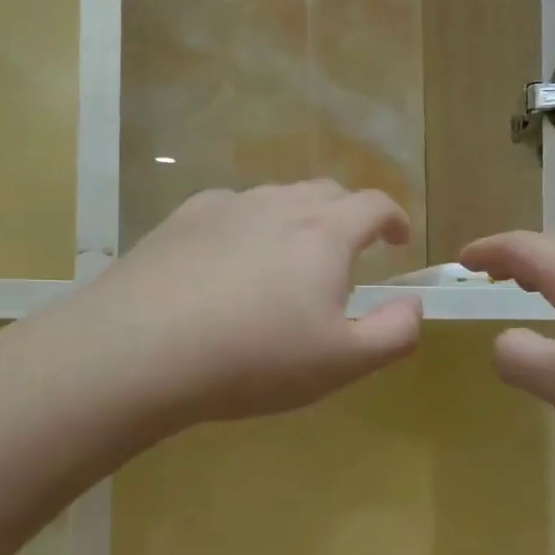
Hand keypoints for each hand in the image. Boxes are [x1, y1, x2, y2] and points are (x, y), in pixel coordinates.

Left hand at [64, 182, 421, 430]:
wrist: (141, 350)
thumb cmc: (254, 358)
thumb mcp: (342, 362)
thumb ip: (394, 333)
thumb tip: (412, 306)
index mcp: (324, 232)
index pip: (374, 205)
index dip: (394, 219)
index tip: (398, 240)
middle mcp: (277, 204)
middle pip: (325, 192)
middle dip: (347, 215)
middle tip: (348, 251)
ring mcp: (224, 207)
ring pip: (274, 199)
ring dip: (295, 220)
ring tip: (287, 261)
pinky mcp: (179, 220)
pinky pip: (229, 211)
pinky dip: (247, 227)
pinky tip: (229, 261)